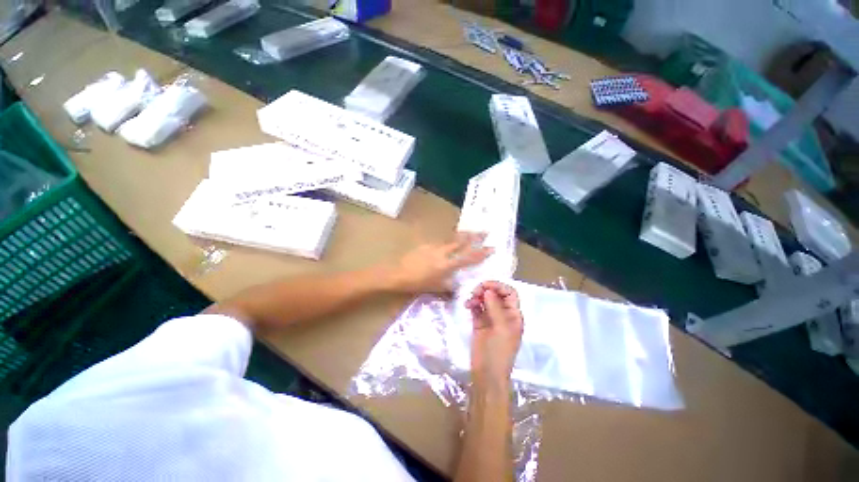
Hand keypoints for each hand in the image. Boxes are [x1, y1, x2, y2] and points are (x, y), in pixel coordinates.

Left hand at [389, 232, 492, 294]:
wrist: (396, 274)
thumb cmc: (416, 284)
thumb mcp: (436, 288)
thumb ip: (449, 286)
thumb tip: (458, 287)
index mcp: (447, 264)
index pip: (468, 257)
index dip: (481, 253)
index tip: (492, 248)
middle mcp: (443, 252)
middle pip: (462, 241)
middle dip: (475, 236)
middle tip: (486, 231)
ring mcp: (434, 246)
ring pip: (452, 238)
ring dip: (464, 235)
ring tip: (472, 231)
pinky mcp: (425, 244)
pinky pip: (442, 241)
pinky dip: (450, 239)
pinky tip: (450, 240)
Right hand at [465, 281, 523, 391]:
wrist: (488, 374)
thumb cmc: (499, 352)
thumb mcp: (501, 329)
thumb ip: (495, 308)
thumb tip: (488, 290)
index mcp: (514, 316)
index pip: (510, 293)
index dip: (499, 286)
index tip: (484, 285)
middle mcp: (504, 316)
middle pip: (497, 295)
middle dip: (486, 290)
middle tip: (474, 293)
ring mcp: (491, 321)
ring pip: (485, 301)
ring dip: (478, 297)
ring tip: (469, 301)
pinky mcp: (479, 327)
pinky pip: (477, 310)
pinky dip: (472, 305)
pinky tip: (467, 306)